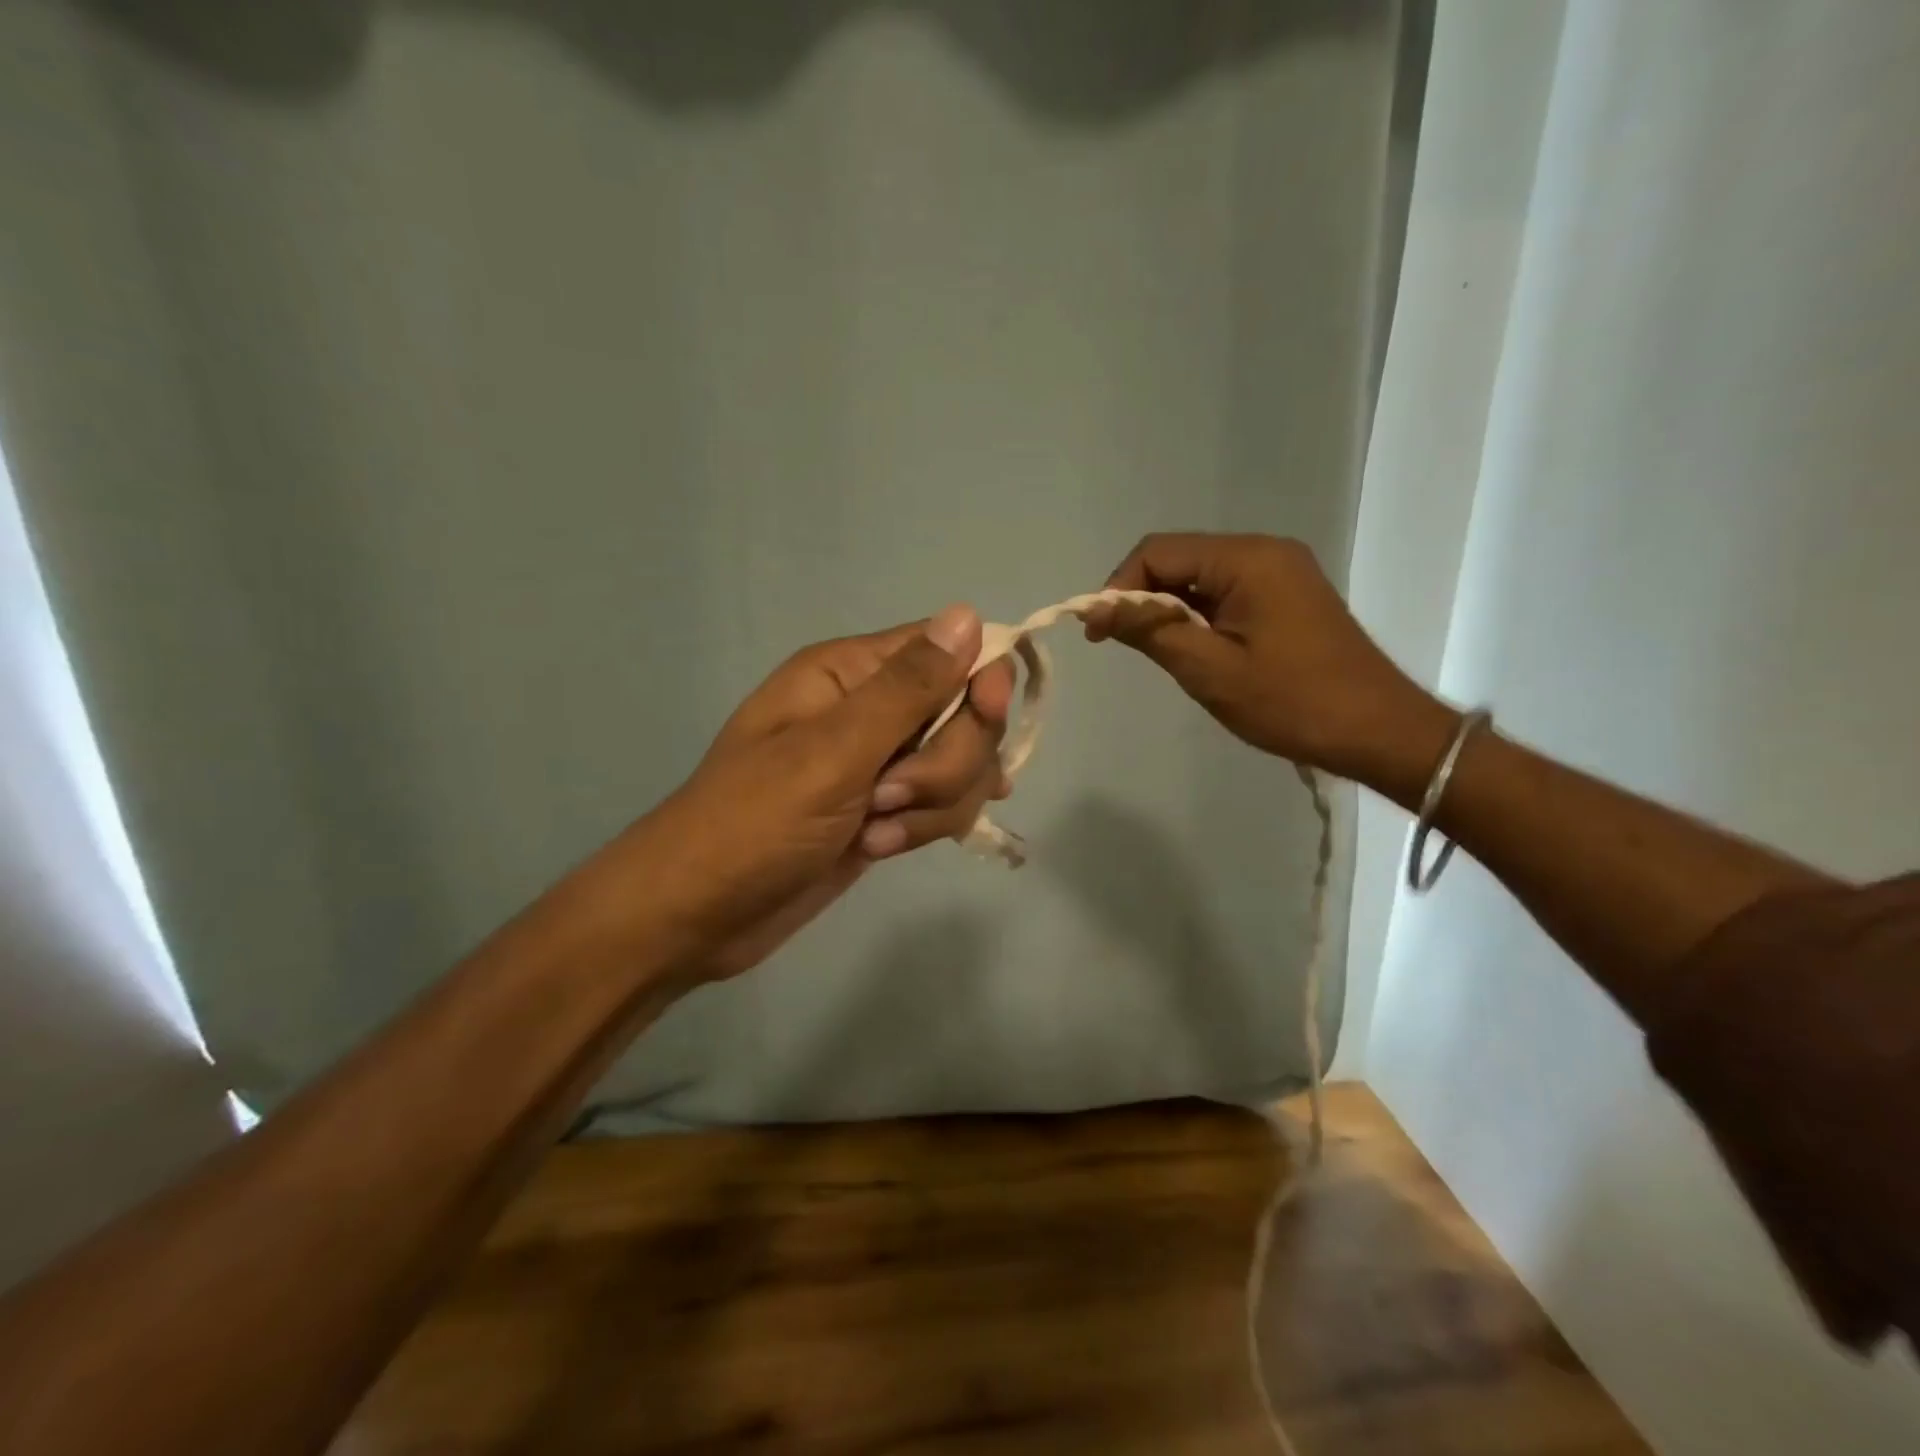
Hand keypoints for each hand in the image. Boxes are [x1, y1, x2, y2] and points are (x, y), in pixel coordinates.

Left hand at [639, 606, 1012, 980]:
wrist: (700, 914)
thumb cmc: (753, 822)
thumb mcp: (832, 751)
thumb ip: (907, 688)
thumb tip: (968, 613)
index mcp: (851, 672)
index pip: (951, 648)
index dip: (981, 679)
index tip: (984, 716)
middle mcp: (874, 708)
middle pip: (967, 714)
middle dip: (946, 762)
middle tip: (888, 794)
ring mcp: (883, 763)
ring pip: (962, 767)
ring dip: (932, 804)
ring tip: (874, 831)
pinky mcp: (888, 809)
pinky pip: (943, 804)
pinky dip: (922, 828)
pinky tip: (879, 846)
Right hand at [1083, 533, 1456, 786]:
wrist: (1378, 731)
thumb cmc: (1291, 702)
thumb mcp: (1209, 670)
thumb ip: (1150, 630)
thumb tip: (1096, 608)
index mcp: (1247, 559)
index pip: (1158, 552)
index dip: (1118, 587)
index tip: (1098, 634)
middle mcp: (1264, 552)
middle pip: (1179, 559)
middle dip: (1143, 599)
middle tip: (1124, 647)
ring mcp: (1280, 572)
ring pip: (1200, 579)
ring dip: (1170, 611)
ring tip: (1161, 656)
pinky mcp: (1287, 596)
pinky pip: (1226, 594)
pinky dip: (1199, 618)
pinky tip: (1195, 652)